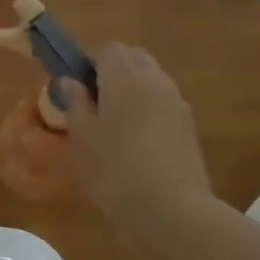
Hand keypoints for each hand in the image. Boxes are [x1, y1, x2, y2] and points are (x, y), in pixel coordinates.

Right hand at [61, 44, 211, 229]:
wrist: (173, 209)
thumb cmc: (115, 170)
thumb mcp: (82, 138)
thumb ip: (76, 103)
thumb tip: (70, 81)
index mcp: (124, 76)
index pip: (107, 49)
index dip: (88, 63)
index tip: (76, 89)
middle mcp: (154, 79)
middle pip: (132, 58)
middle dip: (112, 71)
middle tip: (93, 103)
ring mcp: (176, 101)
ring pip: (150, 79)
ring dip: (131, 89)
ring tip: (114, 124)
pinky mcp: (189, 125)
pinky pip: (163, 102)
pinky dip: (148, 109)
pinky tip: (137, 141)